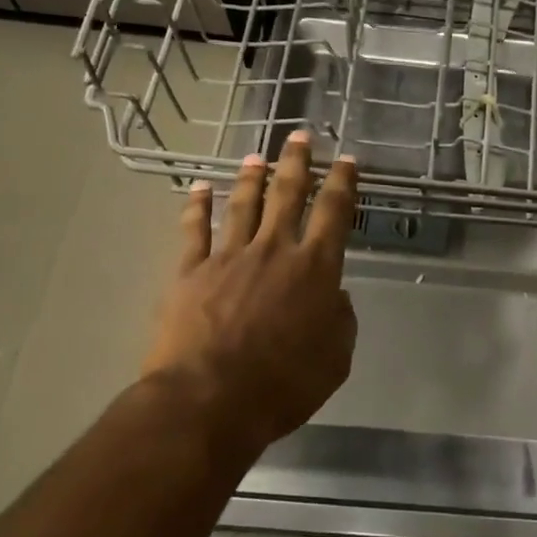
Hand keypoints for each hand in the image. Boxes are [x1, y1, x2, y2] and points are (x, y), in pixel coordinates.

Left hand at [145, 131, 359, 460]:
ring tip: (256, 155)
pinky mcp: (190, 272)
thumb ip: (340, 319)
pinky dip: (197, 206)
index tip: (346, 160)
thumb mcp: (335, 358)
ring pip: (243, 204)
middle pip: (288, 194)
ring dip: (251, 176)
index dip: (343, 182)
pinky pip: (194, 230)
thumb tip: (334, 296)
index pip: (334, 212)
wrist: (209, 401)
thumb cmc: (283, 385)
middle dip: (296, 162)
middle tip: (300, 136)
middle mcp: (274, 250)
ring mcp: (229, 256)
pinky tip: (199, 188)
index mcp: (315, 268)